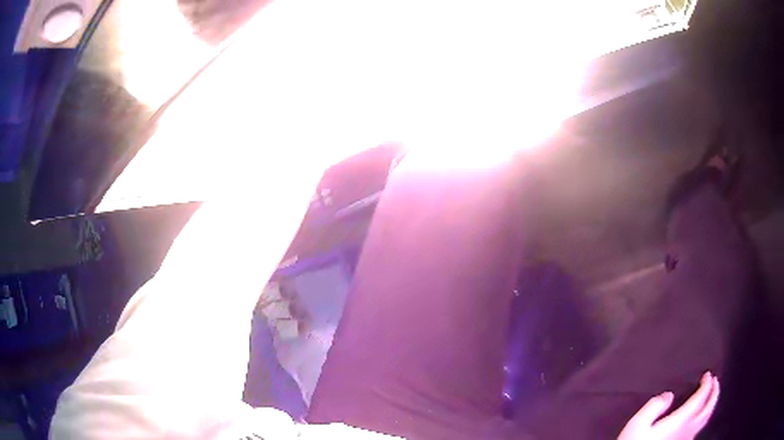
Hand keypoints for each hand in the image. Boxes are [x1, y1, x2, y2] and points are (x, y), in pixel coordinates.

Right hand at [618, 372, 719, 439]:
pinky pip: (697, 431)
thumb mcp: (637, 424)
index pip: (700, 399)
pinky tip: (698, 421)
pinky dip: (702, 420)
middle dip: (714, 393)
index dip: (706, 385)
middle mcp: (686, 430)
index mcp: (679, 421)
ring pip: (704, 421)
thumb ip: (654, 407)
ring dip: (711, 406)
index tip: (708, 375)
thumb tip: (668, 396)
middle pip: (707, 410)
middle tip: (715, 381)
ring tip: (711, 397)